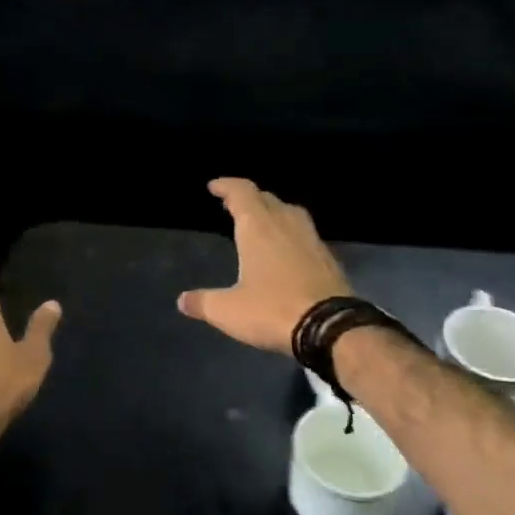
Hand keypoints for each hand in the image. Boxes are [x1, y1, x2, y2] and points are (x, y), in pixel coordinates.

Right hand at [177, 178, 352, 352]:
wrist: (332, 329)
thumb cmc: (272, 310)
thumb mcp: (227, 310)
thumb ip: (203, 302)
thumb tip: (182, 301)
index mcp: (258, 228)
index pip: (242, 192)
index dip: (227, 186)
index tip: (214, 186)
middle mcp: (285, 225)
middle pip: (267, 198)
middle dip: (249, 198)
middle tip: (233, 205)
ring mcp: (311, 240)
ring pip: (290, 212)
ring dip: (273, 211)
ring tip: (261, 222)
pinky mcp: (328, 259)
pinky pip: (305, 233)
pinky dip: (290, 233)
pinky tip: (286, 250)